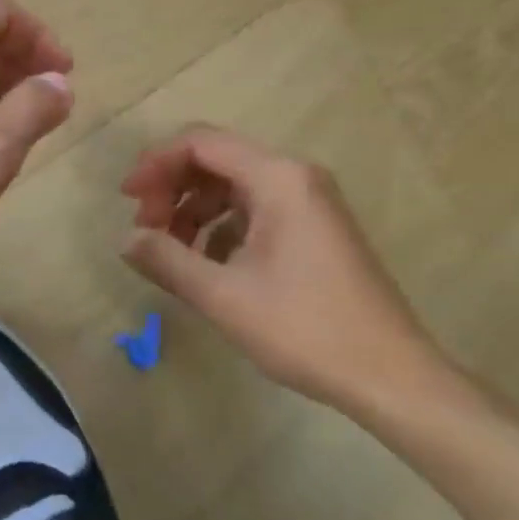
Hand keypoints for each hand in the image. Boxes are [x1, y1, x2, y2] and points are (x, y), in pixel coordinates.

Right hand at [120, 128, 451, 412]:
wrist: (391, 376)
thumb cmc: (305, 330)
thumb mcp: (222, 296)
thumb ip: (166, 259)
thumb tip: (127, 239)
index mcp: (278, 179)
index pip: (200, 143)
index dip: (155, 164)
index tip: (127, 201)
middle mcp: (296, 177)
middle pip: (216, 160)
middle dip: (172, 188)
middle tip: (146, 231)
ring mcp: (309, 202)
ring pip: (233, 186)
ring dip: (193, 210)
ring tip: (172, 252)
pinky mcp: (314, 228)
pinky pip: (254, 209)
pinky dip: (221, 226)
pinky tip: (208, 265)